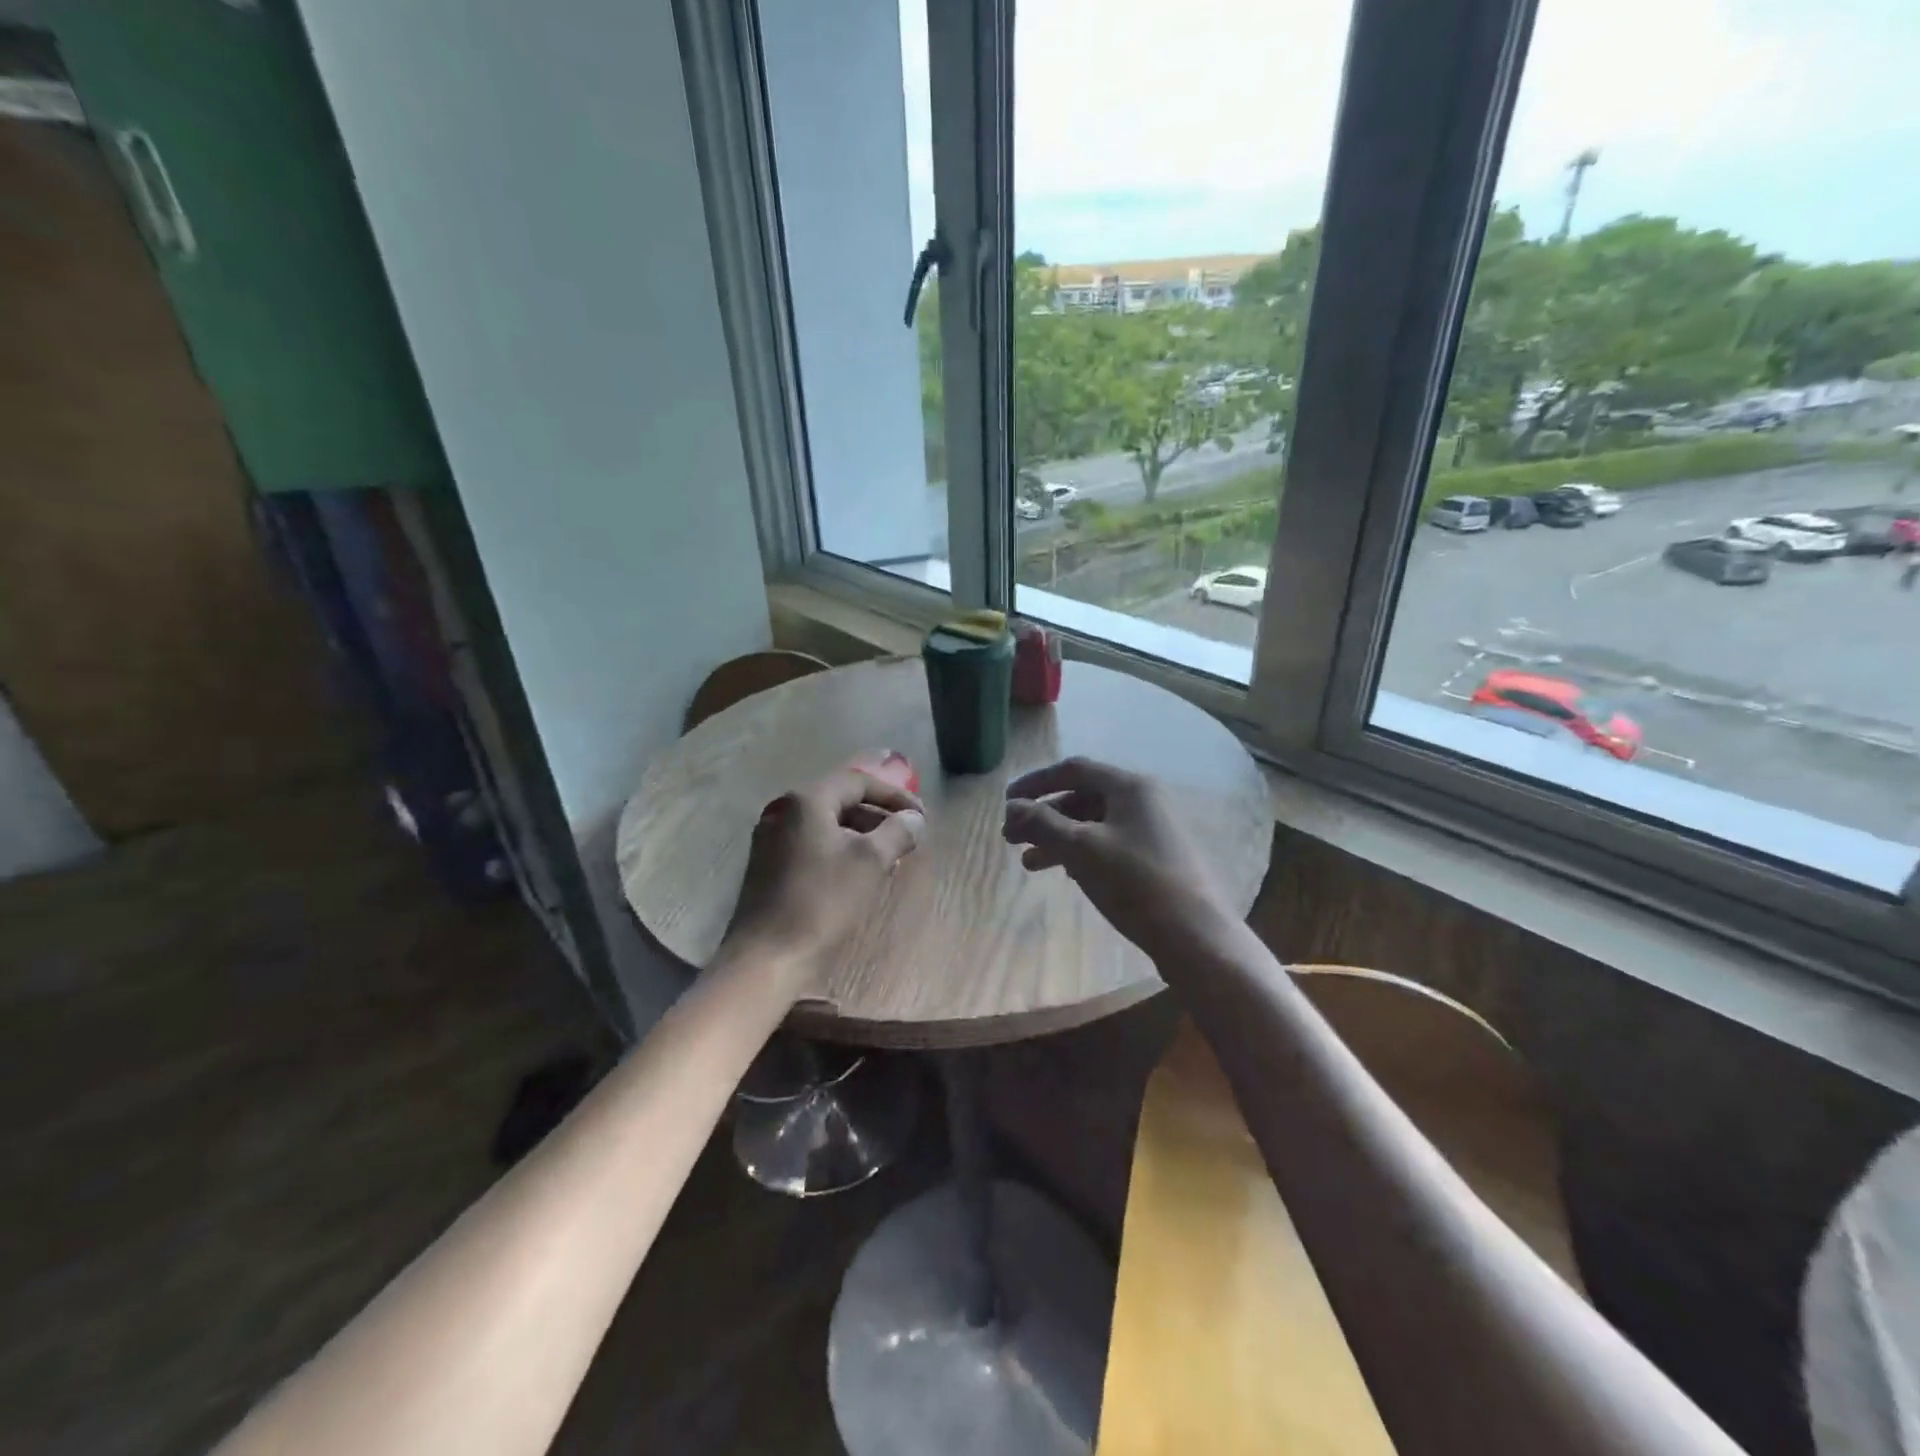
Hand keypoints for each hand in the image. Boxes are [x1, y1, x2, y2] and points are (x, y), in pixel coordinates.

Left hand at [719, 763, 925, 993]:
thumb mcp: (870, 862)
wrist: (767, 956)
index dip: (894, 794)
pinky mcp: (770, 866)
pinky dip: (841, 850)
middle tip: (908, 835)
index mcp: (807, 801)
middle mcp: (785, 811)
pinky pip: (814, 845)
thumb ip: (897, 832)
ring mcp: (773, 839)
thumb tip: (914, 818)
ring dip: (862, 834)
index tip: (921, 815)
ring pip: (828, 825)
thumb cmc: (822, 901)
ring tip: (891, 857)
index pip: (857, 780)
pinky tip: (860, 874)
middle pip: (841, 800)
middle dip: (879, 815)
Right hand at [1003, 756, 1236, 965]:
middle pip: (1082, 796)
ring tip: (1029, 864)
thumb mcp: (1081, 849)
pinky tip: (1064, 873)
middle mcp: (1143, 799)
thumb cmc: (1135, 882)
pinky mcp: (1155, 857)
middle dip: (1044, 816)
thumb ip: (1043, 824)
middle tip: (1011, 838)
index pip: (1073, 769)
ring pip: (1093, 824)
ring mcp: (1152, 829)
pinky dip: (1080, 853)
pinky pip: (1108, 843)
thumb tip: (1012, 806)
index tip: (1006, 802)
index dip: (1036, 783)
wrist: (1195, 935)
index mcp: (1129, 786)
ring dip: (1058, 838)